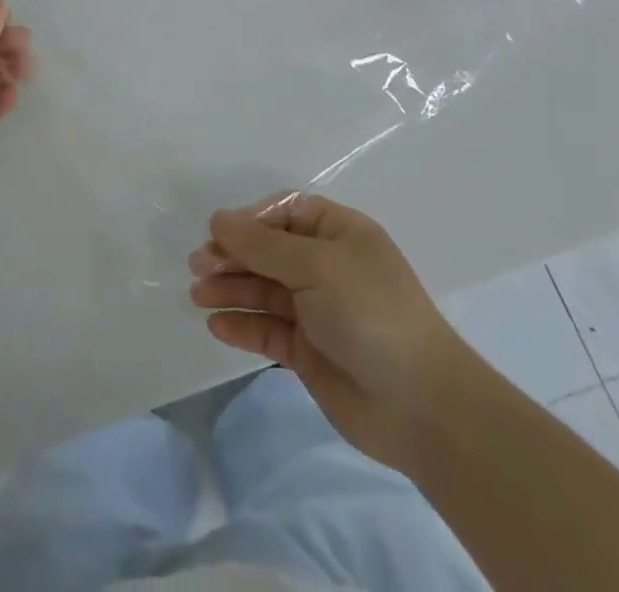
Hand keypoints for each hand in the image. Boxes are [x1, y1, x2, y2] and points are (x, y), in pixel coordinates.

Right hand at [189, 194, 466, 473]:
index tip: (218, 234)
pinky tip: (217, 325)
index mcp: (339, 233)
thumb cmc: (370, 313)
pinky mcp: (309, 351)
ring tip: (198, 296)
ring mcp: (318, 309)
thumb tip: (217, 219)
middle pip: (268, 251)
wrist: (421, 406)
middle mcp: (326, 266)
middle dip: (233, 256)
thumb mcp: (315, 266)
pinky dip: (243, 325)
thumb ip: (262, 245)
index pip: (284, 213)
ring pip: (264, 290)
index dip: (249, 220)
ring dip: (231, 289)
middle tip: (198, 267)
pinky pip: (268, 329)